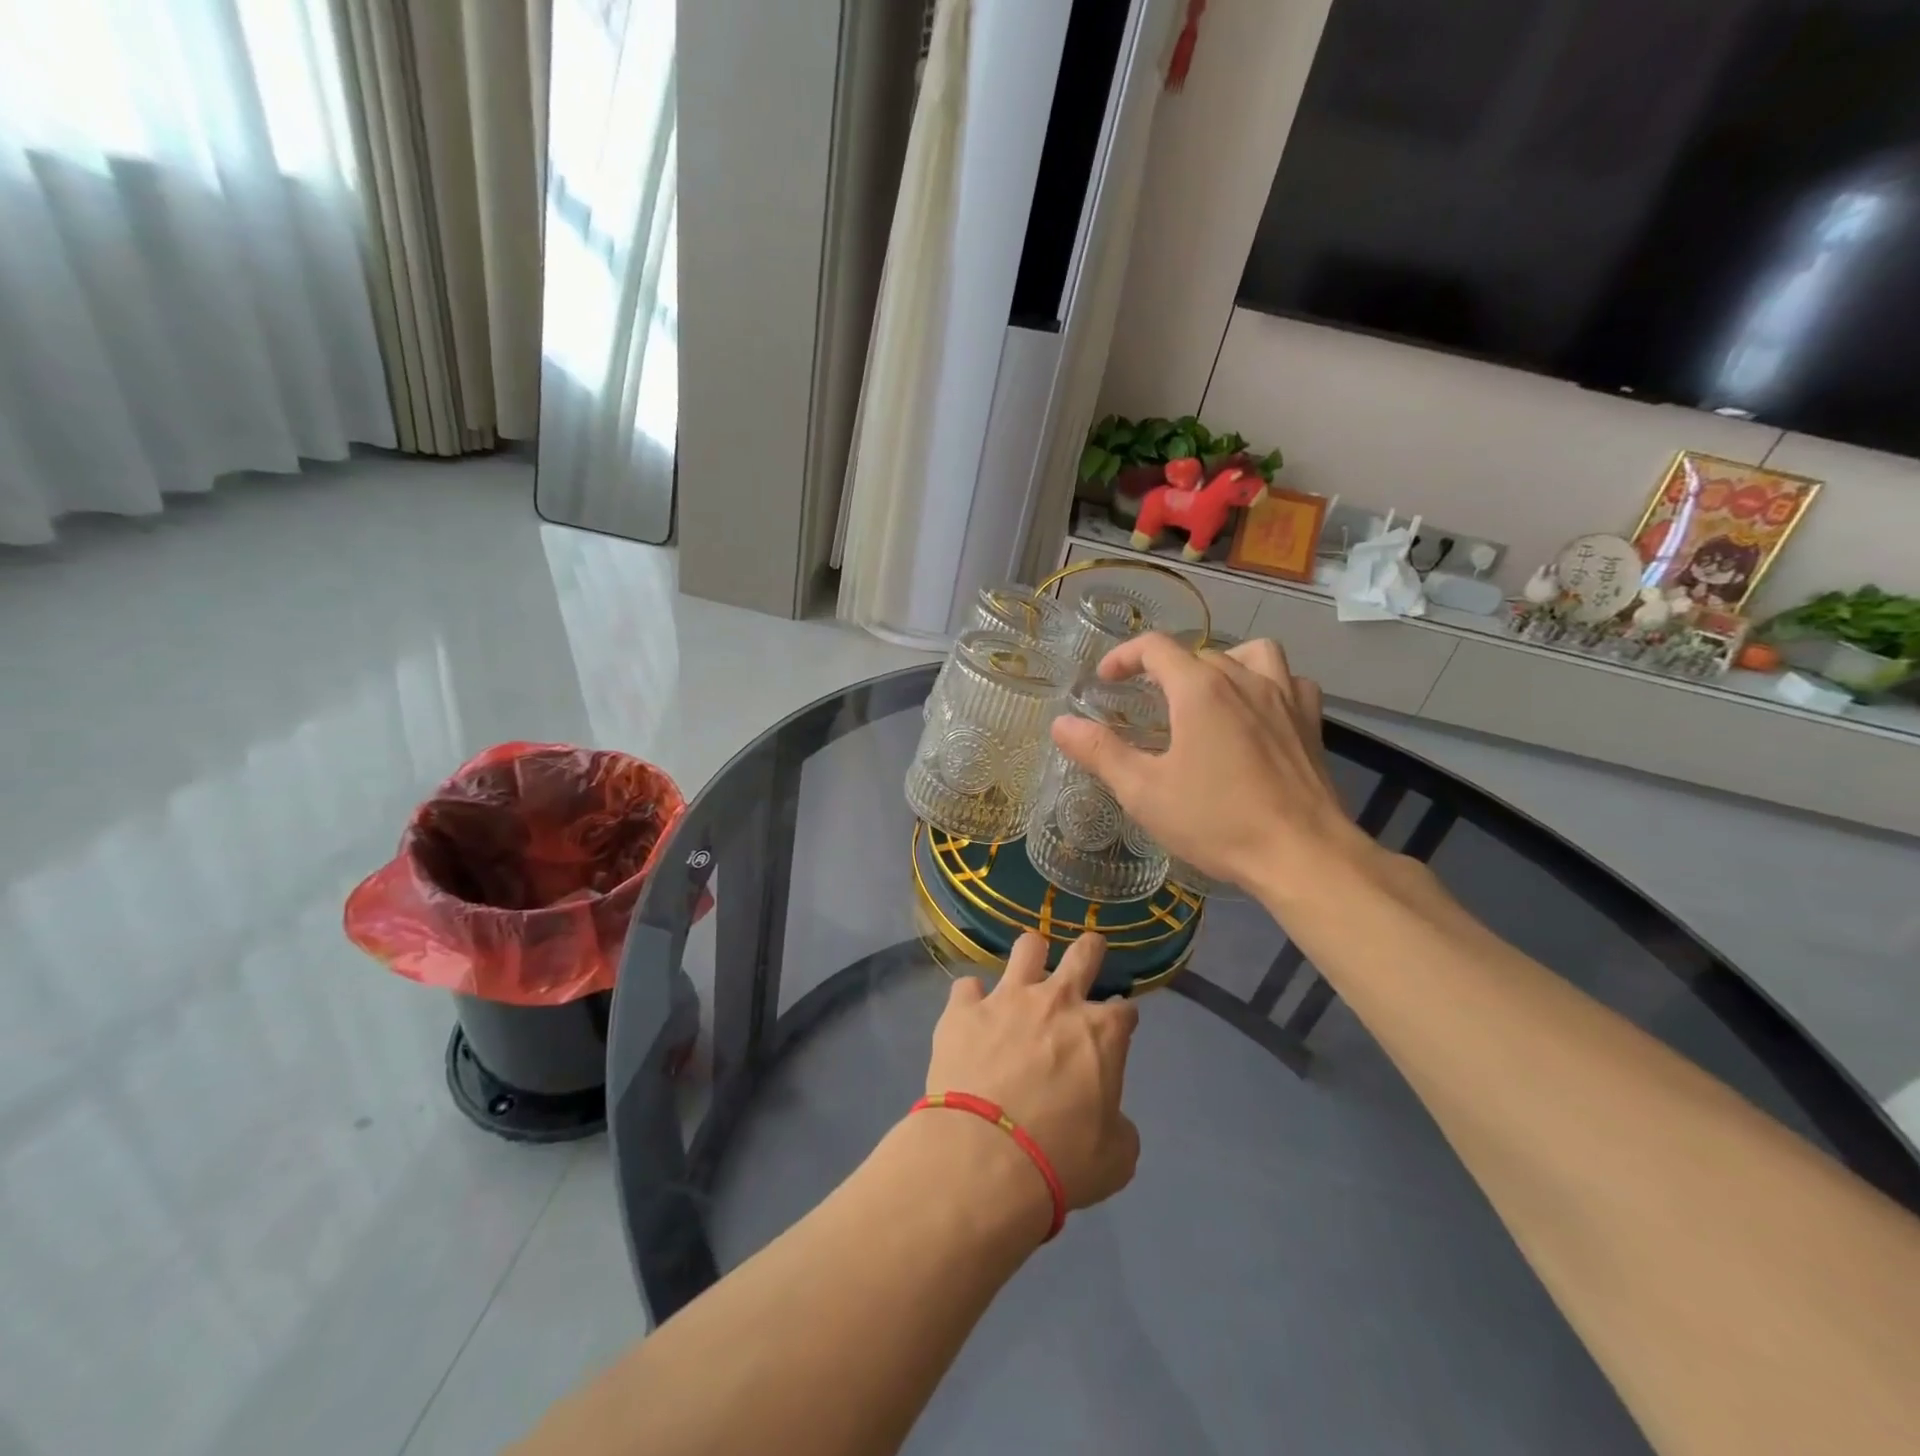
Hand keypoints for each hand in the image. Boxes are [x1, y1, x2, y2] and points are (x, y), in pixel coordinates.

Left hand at [925, 932, 1139, 1211]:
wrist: (985, 1158)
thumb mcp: (1115, 1158)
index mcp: (1100, 1033)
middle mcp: (1057, 1002)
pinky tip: (970, 1015)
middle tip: (1090, 950)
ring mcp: (1007, 999)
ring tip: (1028, 968)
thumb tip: (1108, 1118)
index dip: (1122, 1019)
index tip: (1118, 1028)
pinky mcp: (963, 1010)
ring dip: (1031, 956)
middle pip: (1083, 955)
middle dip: (1091, 950)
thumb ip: (1118, 1127)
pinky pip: (967, 987)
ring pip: (1027, 948)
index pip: (1125, 1011)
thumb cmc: (1061, 1160)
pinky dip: (971, 1000)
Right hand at [1050, 633, 1372, 895]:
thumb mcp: (1144, 791)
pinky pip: (1290, 681)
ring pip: (1251, 654)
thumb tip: (1061, 723)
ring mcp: (1284, 697)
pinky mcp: (1310, 722)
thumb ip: (1100, 752)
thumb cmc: (1216, 821)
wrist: (1301, 854)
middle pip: (1198, 653)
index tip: (1106, 680)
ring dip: (1223, 663)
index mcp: (1199, 690)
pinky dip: (1268, 684)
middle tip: (1146, 704)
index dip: (1124, 656)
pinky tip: (1258, 712)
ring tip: (1207, 693)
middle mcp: (1243, 679)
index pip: (1156, 647)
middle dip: (1165, 670)